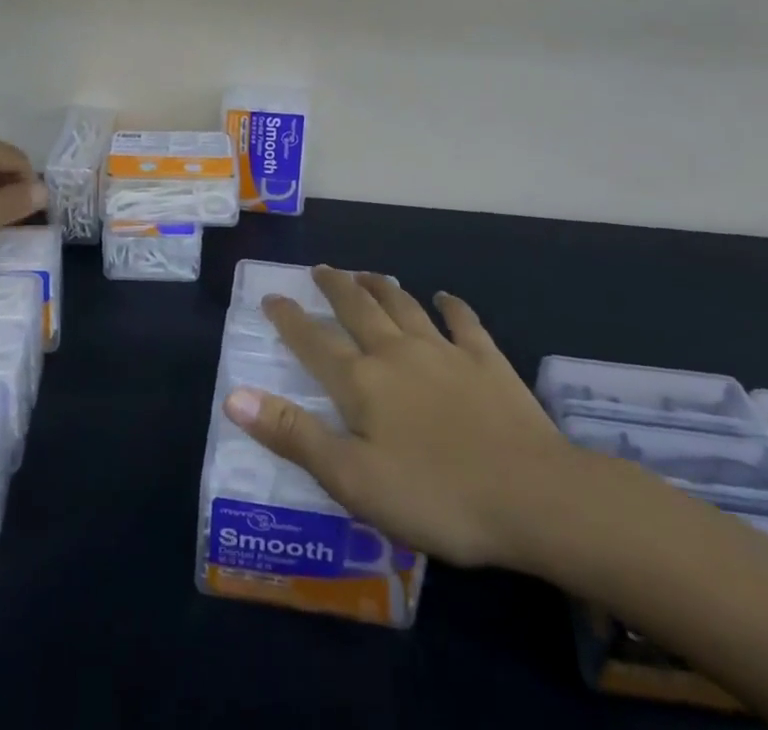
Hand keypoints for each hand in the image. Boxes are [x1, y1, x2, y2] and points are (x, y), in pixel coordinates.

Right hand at [223, 265, 581, 571]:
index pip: (313, 341)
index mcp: (361, 383)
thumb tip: (234, 395)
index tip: (272, 297)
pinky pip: (464, 322)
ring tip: (366, 272)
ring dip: (382, 286)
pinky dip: (452, 306)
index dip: (289, 319)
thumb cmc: (435, 496)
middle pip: (358, 308)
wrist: (533, 496)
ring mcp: (444, 351)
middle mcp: (396, 352)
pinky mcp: (487, 361)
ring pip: (404, 305)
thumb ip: (293, 434)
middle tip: (320, 269)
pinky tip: (445, 297)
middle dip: (335, 287)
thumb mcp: (352, 479)